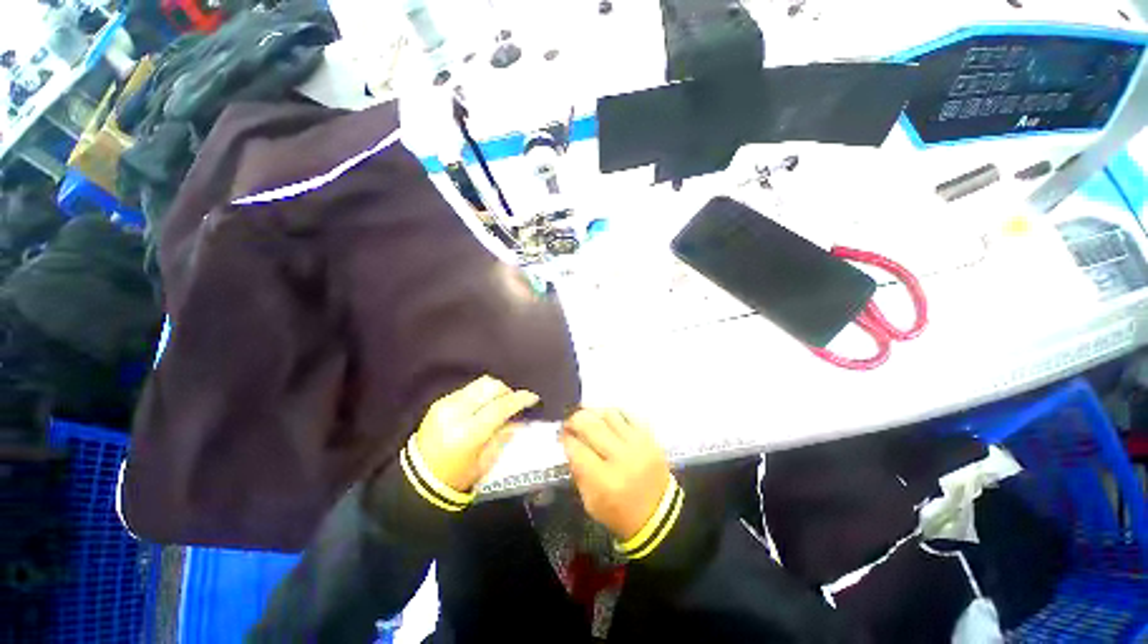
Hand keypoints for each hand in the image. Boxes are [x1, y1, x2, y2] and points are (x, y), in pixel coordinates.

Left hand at [415, 375, 539, 491]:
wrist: (418, 479)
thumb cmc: (456, 476)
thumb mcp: (485, 462)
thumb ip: (503, 437)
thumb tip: (520, 420)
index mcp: (467, 433)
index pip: (499, 407)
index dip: (519, 399)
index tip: (533, 397)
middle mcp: (455, 413)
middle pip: (490, 387)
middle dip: (507, 391)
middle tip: (514, 402)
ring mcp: (445, 404)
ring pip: (480, 384)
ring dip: (494, 390)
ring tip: (499, 403)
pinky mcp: (440, 402)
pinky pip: (468, 389)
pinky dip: (481, 394)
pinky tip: (482, 406)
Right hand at [560, 409, 670, 540]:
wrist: (660, 516)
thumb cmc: (620, 513)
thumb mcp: (591, 502)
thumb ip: (578, 472)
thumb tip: (569, 443)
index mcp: (604, 480)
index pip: (578, 449)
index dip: (565, 438)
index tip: (561, 434)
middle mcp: (621, 457)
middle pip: (592, 426)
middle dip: (575, 420)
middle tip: (569, 421)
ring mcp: (638, 444)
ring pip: (609, 415)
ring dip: (594, 413)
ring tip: (587, 416)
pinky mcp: (649, 438)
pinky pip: (628, 415)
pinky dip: (614, 414)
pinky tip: (606, 419)